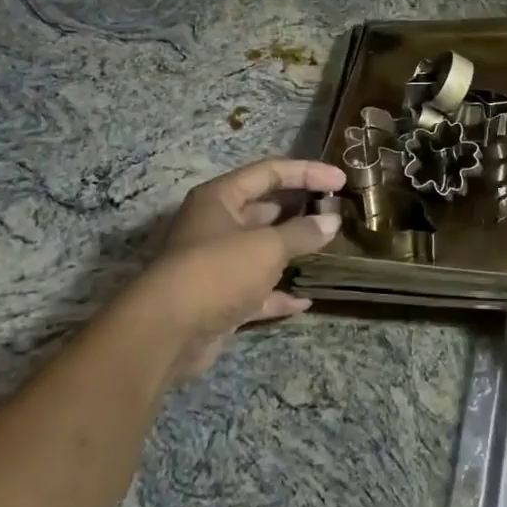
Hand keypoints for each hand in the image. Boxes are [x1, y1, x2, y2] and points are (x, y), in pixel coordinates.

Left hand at [128, 157, 344, 383]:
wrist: (165, 333)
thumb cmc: (217, 271)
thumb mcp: (267, 246)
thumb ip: (302, 232)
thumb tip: (331, 222)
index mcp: (220, 197)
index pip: (270, 172)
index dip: (307, 172)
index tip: (341, 181)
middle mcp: (216, 225)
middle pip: (265, 208)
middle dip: (300, 209)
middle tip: (336, 212)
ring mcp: (216, 264)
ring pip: (261, 250)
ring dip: (291, 250)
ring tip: (327, 248)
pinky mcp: (218, 300)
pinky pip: (256, 290)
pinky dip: (279, 293)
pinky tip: (306, 300)